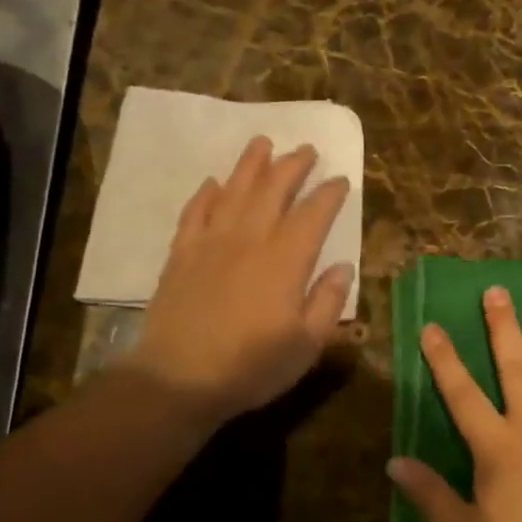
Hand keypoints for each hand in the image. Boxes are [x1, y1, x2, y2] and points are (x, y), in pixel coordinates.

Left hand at [133, 137, 353, 421]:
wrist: (178, 379)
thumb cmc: (250, 366)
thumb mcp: (306, 345)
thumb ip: (328, 302)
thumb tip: (343, 267)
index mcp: (285, 261)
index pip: (313, 215)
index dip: (329, 194)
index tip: (340, 179)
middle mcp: (249, 240)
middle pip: (273, 190)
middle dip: (292, 166)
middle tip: (306, 149)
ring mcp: (211, 243)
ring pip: (234, 191)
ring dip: (250, 165)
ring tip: (263, 143)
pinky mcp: (181, 254)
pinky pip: (195, 212)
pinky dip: (206, 194)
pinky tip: (213, 183)